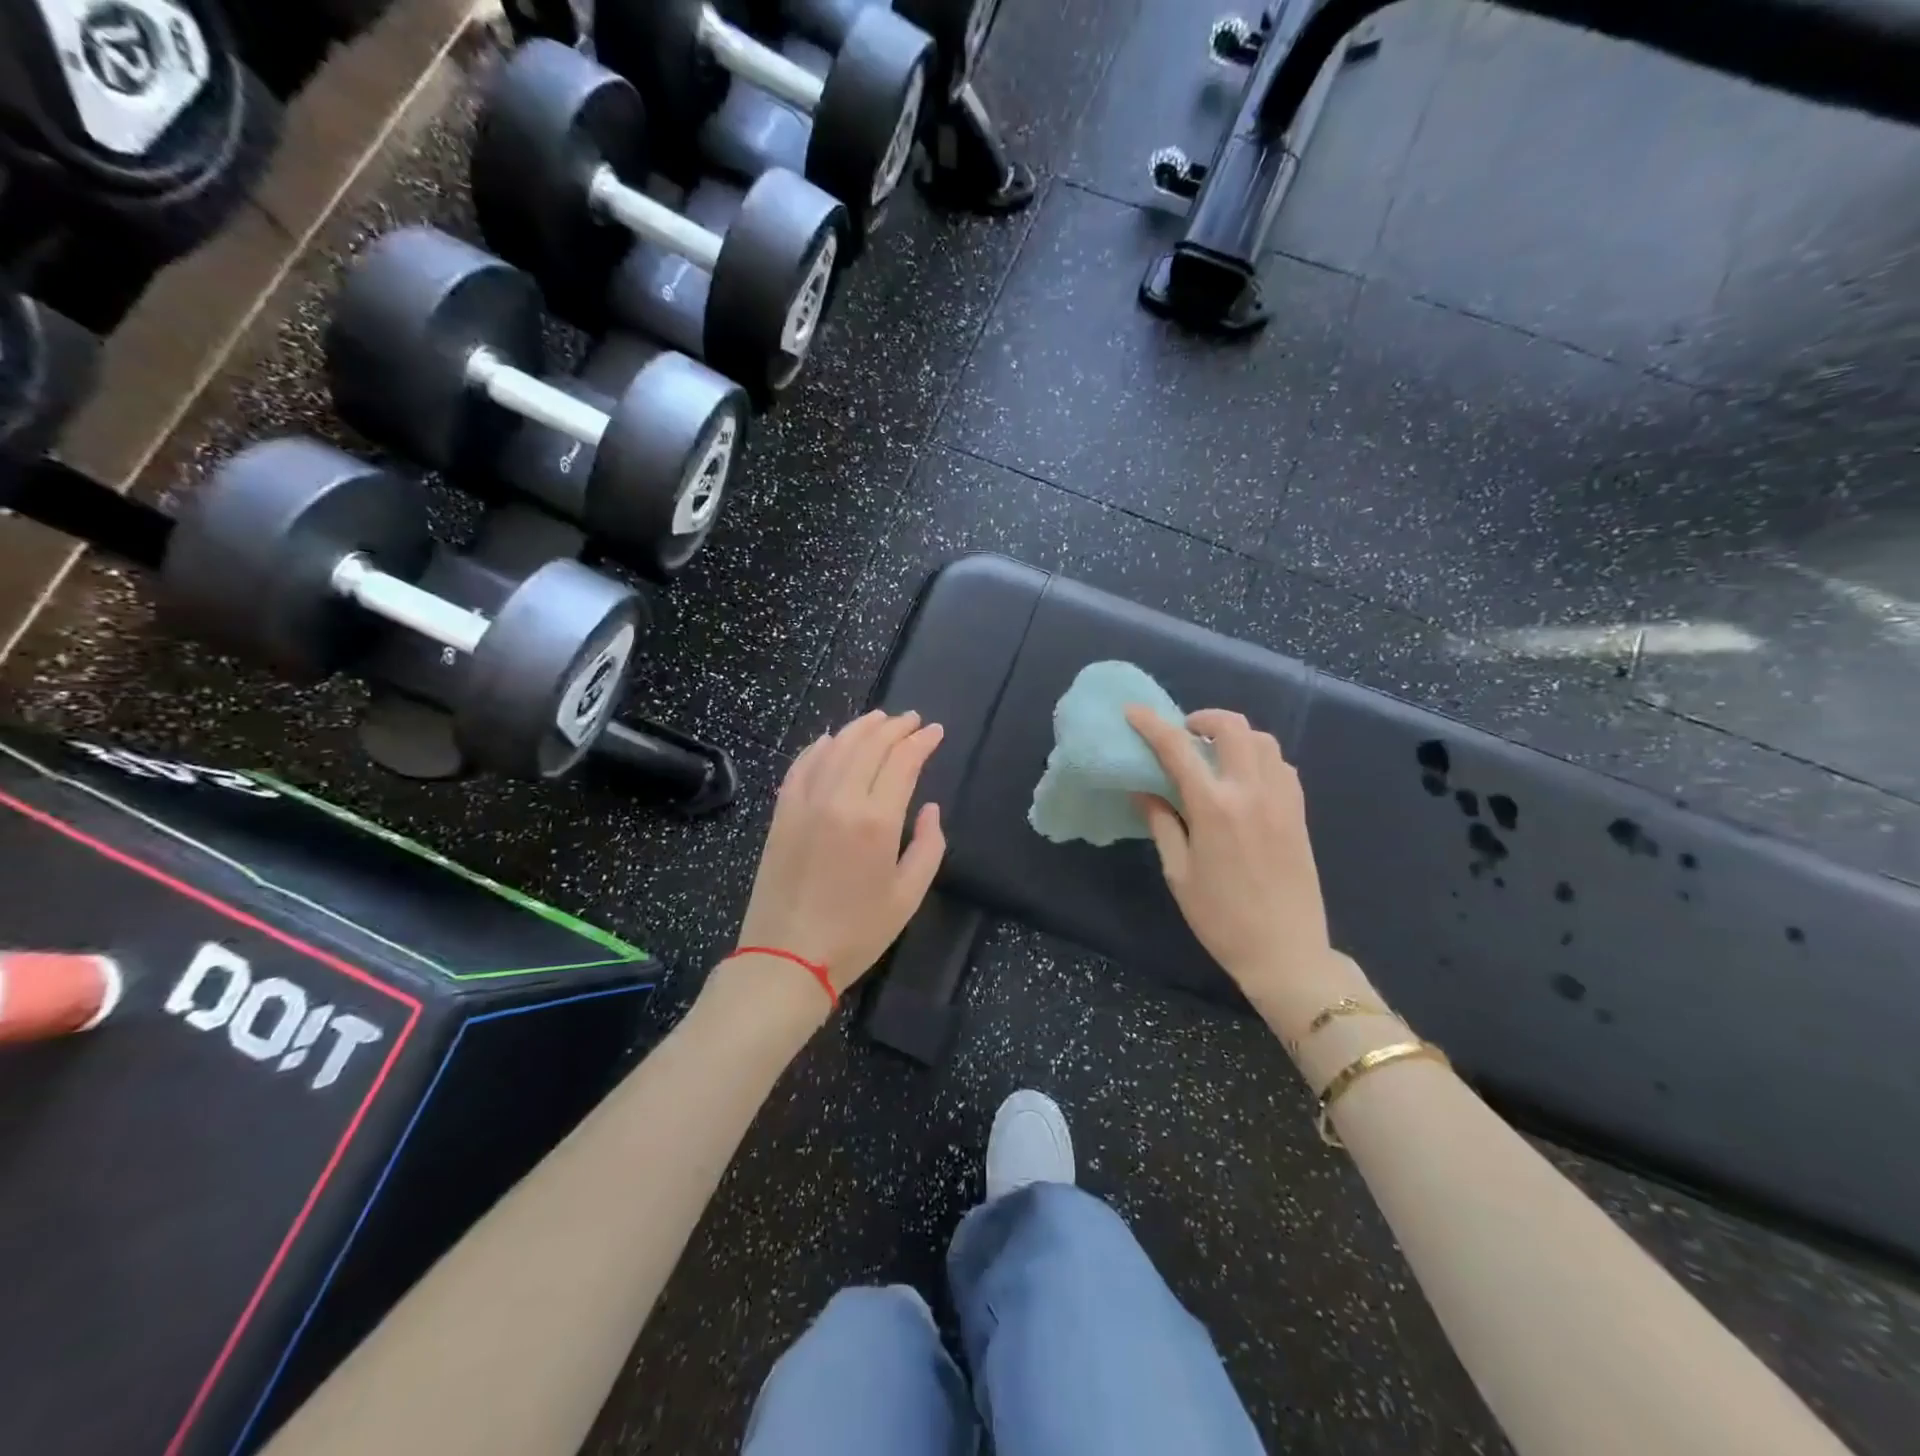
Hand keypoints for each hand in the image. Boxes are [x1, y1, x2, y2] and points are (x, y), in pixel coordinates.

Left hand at [733, 710, 946, 998]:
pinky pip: (801, 766)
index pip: (903, 761)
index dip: (922, 741)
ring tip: (879, 719)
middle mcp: (840, 799)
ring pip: (836, 748)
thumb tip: (929, 809)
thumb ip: (928, 846)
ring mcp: (805, 802)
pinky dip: (818, 747)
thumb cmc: (857, 933)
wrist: (787, 957)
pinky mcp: (782, 813)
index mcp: (877, 820)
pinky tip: (830, 740)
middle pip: (870, 745)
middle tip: (912, 720)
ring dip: (860, 728)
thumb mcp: (908, 896)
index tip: (935, 731)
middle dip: (895, 727)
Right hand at [1125, 706, 1335, 1008]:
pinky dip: (1259, 757)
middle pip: (1233, 727)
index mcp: (1214, 808)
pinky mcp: (1298, 813)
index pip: (1178, 749)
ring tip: (1214, 754)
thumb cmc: (1221, 918)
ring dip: (1235, 736)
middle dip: (1204, 718)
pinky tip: (1243, 779)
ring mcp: (1281, 800)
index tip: (1133, 711)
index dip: (1152, 725)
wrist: (1286, 953)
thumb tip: (1145, 791)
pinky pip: (1281, 766)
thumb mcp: (1179, 873)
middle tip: (1185, 733)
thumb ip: (1162, 824)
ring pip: (1263, 741)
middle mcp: (1251, 792)